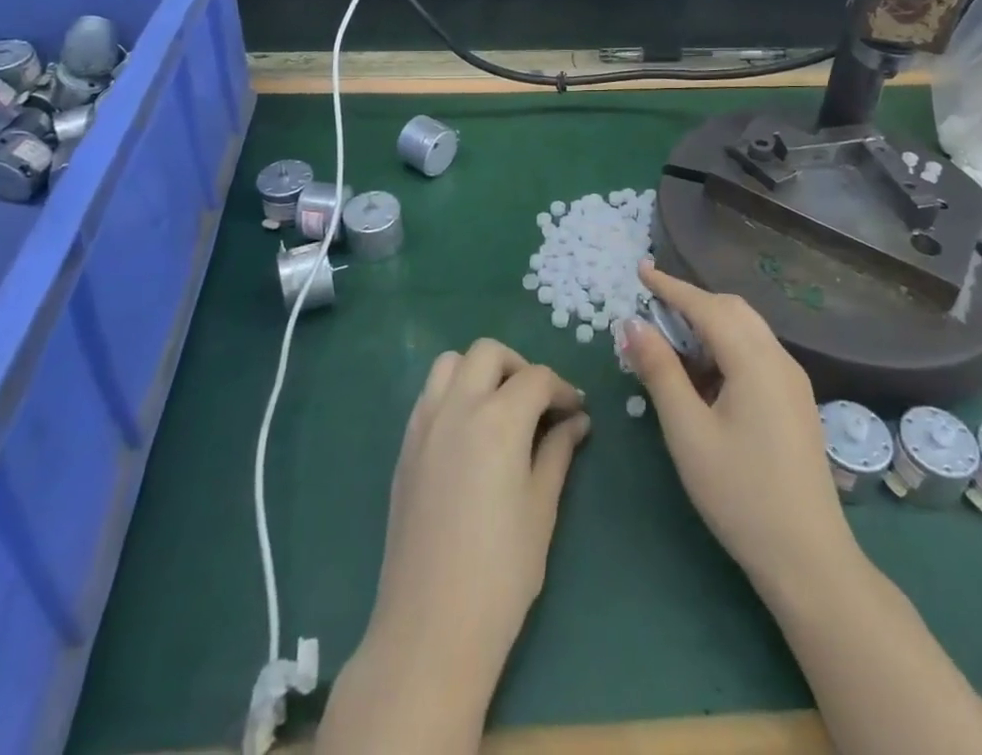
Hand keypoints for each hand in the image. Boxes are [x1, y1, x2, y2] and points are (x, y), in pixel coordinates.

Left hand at [317, 339, 589, 754]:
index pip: (536, 378)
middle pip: (488, 353)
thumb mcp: (541, 509)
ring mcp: (424, 423)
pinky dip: (453, 392)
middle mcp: (457, 406)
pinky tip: (469, 431)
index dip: (563, 389)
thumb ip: (557, 453)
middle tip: (539, 403)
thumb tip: (576, 421)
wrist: (429, 628)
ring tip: (501, 408)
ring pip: (451, 363)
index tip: (577, 410)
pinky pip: (429, 394)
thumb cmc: (501, 573)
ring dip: (480, 371)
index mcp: (498, 419)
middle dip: (519, 367)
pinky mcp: (405, 446)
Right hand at [628, 263, 853, 594]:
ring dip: (708, 324)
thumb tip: (633, 324)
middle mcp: (779, 360)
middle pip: (732, 310)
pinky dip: (725, 347)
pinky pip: (756, 354)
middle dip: (691, 302)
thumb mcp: (687, 432)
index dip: (671, 286)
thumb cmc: (740, 494)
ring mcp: (792, 381)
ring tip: (671, 342)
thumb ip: (660, 372)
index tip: (641, 269)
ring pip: (746, 330)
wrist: (809, 560)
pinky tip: (705, 375)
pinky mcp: (796, 402)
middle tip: (652, 308)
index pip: (706, 306)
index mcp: (754, 361)